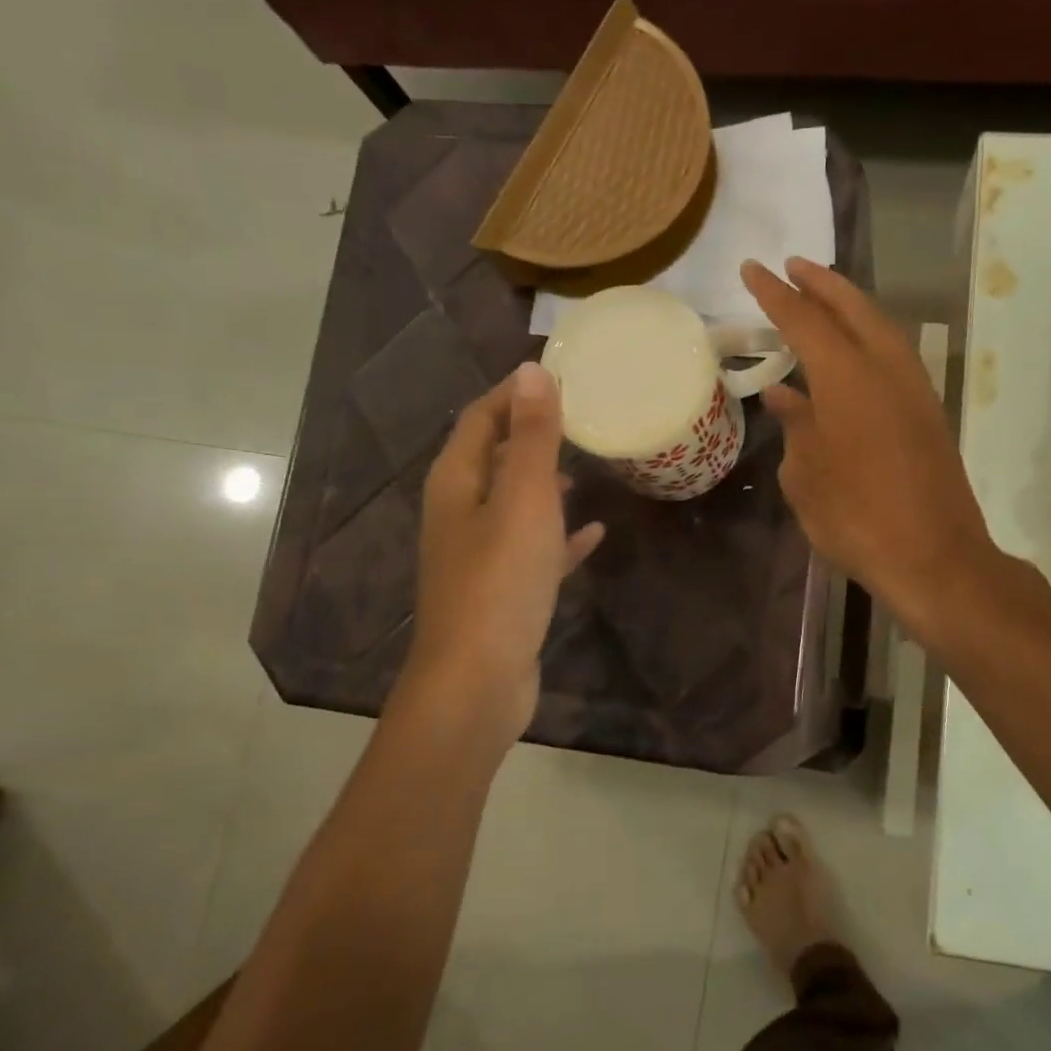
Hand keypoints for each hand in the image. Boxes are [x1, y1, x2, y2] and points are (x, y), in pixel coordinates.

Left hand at [398, 363, 603, 751]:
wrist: (478, 680)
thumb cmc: (500, 581)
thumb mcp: (524, 499)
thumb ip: (533, 437)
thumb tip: (533, 370)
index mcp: (457, 482)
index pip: (482, 419)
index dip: (514, 394)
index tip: (560, 375)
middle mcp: (461, 512)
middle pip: (496, 458)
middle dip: (533, 435)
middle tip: (581, 416)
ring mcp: (481, 554)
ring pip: (515, 503)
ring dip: (545, 482)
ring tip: (586, 464)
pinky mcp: (503, 590)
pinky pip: (534, 549)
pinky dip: (560, 536)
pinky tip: (593, 533)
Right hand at [743, 257, 999, 639]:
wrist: (934, 558)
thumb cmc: (856, 518)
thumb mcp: (805, 476)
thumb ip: (795, 427)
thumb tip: (785, 396)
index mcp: (847, 378)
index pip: (804, 320)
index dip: (774, 293)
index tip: (752, 268)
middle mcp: (886, 369)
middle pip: (853, 308)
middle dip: (820, 283)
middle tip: (792, 266)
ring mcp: (915, 389)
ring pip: (881, 328)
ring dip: (850, 306)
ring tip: (822, 296)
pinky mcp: (929, 413)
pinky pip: (894, 356)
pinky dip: (869, 338)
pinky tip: (852, 353)